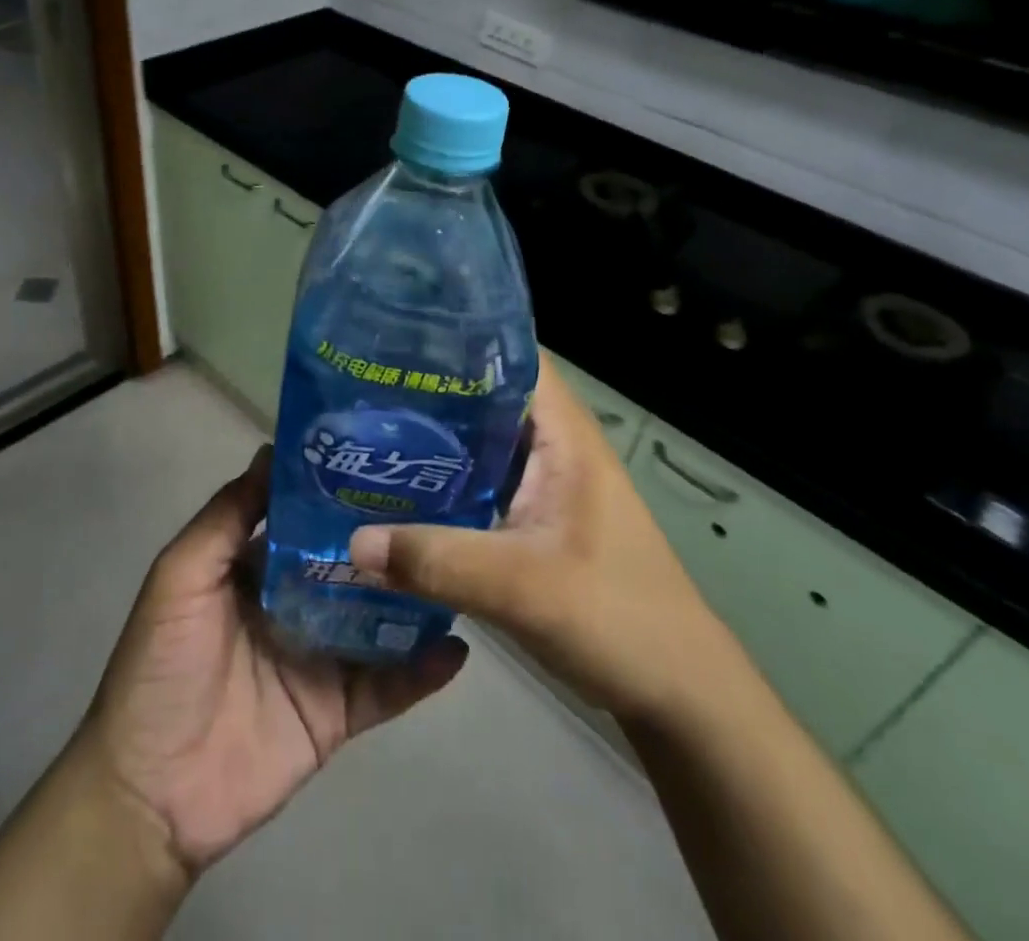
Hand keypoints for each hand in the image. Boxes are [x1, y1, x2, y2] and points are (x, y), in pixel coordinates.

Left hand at [74, 446, 468, 876]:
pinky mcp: (338, 711)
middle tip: (447, 501)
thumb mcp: (182, 575)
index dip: (341, 487)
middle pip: (351, 562)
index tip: (385, 456)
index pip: (308, 516)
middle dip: (389, 536)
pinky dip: (423, 670)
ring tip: (462, 561)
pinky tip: (460, 648)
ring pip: (378, 616)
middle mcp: (296, 602)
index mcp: (259, 566)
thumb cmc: (162, 666)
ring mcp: (321, 657)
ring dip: (415, 595)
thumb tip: (273, 451)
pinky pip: (389, 685)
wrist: (151, 793)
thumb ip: (227, 516)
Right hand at [348, 355, 725, 722]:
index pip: (510, 352)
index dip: (457, 337)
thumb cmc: (617, 617)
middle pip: (484, 394)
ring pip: (478, 441)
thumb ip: (437, 561)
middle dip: (426, 388)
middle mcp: (552, 444)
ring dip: (430, 438)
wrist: (677, 692)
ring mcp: (543, 483)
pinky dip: (441, 481)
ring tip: (363, 431)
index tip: (392, 339)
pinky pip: (477, 482)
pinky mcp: (532, 518)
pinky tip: (395, 492)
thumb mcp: (522, 586)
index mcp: (563, 432)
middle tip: (357, 387)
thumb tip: (351, 543)